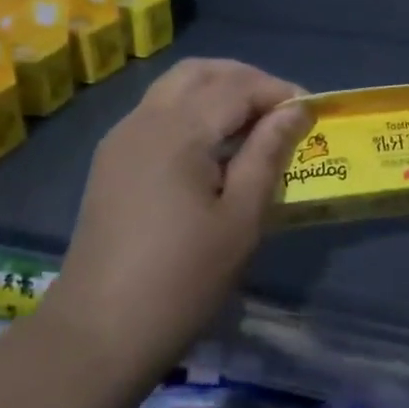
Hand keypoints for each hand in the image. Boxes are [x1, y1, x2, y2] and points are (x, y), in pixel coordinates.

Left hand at [42, 59, 308, 370]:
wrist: (97, 335)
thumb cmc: (181, 280)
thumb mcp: (240, 219)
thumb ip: (267, 154)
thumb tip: (295, 111)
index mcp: (177, 132)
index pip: (236, 87)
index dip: (278, 92)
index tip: (312, 111)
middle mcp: (144, 121)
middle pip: (200, 72)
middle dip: (246, 80)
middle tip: (281, 109)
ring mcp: (121, 140)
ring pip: (175, 87)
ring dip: (218, 91)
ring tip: (253, 124)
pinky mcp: (111, 161)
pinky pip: (157, 112)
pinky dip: (192, 110)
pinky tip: (214, 146)